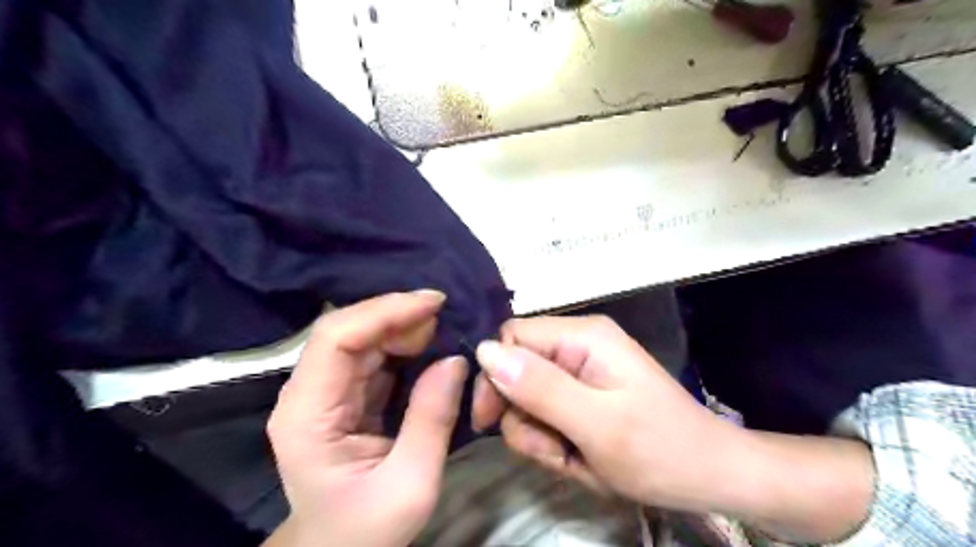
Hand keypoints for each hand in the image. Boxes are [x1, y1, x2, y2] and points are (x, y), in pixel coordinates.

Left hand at [265, 293, 466, 546]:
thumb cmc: (366, 529)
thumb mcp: (410, 484)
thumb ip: (432, 420)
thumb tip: (456, 359)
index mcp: (308, 414)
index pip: (336, 339)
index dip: (384, 311)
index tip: (435, 303)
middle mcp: (308, 393)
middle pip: (348, 331)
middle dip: (399, 315)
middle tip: (447, 316)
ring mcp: (324, 392)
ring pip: (361, 338)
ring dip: (403, 326)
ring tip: (444, 327)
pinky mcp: (344, 395)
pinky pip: (373, 356)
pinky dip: (403, 344)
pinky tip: (429, 343)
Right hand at [469, 315, 871, 541]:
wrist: (710, 476)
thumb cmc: (659, 450)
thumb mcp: (596, 424)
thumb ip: (540, 387)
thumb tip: (485, 351)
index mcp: (582, 337)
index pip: (512, 337)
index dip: (494, 376)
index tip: (489, 420)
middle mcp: (578, 344)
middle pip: (517, 369)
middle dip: (524, 415)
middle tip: (551, 449)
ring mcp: (582, 370)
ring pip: (528, 397)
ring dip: (540, 434)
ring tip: (574, 456)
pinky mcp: (584, 394)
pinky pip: (547, 412)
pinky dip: (554, 440)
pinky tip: (580, 456)